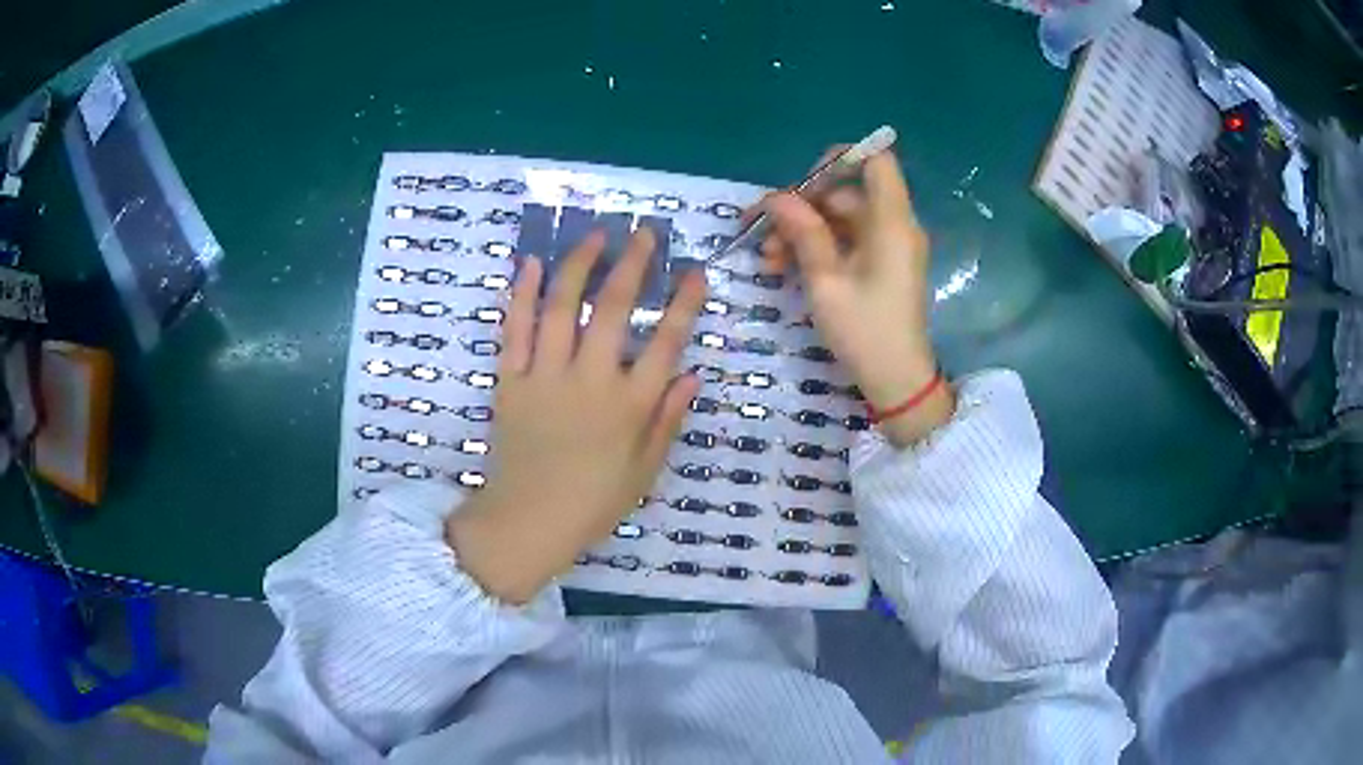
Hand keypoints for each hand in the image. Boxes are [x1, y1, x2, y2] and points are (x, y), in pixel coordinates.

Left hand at [446, 228, 705, 603]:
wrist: (527, 522)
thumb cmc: (592, 503)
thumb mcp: (644, 472)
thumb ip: (668, 420)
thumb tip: (693, 376)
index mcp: (630, 406)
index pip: (666, 342)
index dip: (684, 303)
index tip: (695, 271)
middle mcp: (590, 380)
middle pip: (614, 308)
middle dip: (632, 264)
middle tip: (643, 233)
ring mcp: (545, 376)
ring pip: (562, 306)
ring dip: (579, 265)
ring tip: (594, 235)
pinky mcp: (510, 380)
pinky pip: (514, 329)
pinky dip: (522, 294)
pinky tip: (531, 263)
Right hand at [759, 150, 953, 447]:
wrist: (897, 382)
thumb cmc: (865, 331)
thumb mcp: (826, 281)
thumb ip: (803, 232)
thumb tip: (776, 197)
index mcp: (890, 222)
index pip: (875, 161)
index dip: (839, 159)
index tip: (802, 180)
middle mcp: (894, 226)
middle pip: (846, 192)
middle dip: (802, 206)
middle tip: (762, 230)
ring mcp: (887, 246)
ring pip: (840, 219)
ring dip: (802, 231)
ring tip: (766, 257)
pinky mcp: (880, 265)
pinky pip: (846, 241)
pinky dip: (817, 247)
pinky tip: (783, 266)